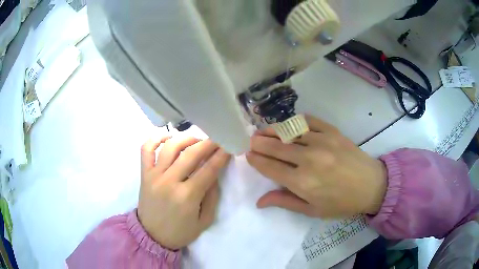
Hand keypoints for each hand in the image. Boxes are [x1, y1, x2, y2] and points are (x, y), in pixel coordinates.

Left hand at [138, 136, 230, 249]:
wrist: (152, 236)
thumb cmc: (180, 232)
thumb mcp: (204, 221)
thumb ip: (211, 197)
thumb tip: (214, 174)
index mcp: (187, 196)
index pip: (208, 169)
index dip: (221, 156)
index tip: (228, 146)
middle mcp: (169, 181)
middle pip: (191, 154)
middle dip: (208, 143)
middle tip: (217, 140)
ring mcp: (154, 176)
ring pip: (170, 147)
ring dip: (186, 139)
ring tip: (196, 141)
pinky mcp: (144, 174)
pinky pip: (146, 149)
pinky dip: (155, 138)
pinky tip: (168, 137)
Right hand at [246, 115, 386, 217]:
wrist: (371, 185)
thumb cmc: (342, 203)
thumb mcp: (313, 210)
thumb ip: (285, 202)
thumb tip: (259, 201)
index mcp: (302, 182)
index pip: (270, 167)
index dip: (256, 160)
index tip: (248, 155)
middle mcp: (308, 159)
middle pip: (275, 147)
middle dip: (259, 143)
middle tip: (251, 140)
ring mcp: (321, 141)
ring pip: (289, 131)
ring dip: (273, 130)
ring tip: (264, 131)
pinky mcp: (332, 131)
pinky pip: (308, 121)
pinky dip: (295, 121)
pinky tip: (289, 124)